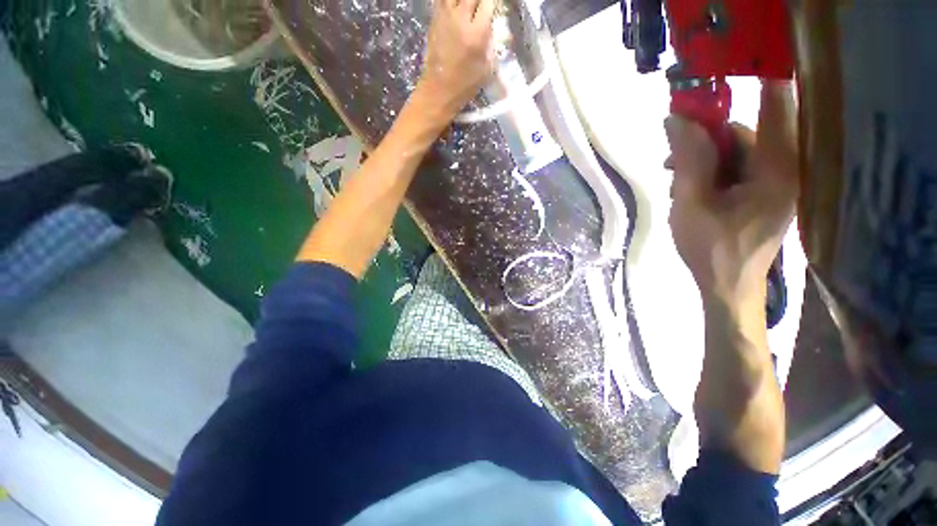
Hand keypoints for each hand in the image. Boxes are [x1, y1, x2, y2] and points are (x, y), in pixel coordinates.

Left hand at [418, 0, 496, 118]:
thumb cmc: (465, 84)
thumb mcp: (487, 68)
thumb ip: (491, 43)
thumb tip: (492, 26)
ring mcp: (445, 17)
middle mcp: (460, 19)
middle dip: (479, 0)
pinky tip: (456, 9)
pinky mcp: (434, 20)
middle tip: (482, 7)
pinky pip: (442, 1)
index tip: (494, 6)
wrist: (439, 90)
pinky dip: (450, 2)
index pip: (488, 2)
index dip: (492, 2)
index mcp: (477, 33)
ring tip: (468, 7)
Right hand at [666, 82, 798, 308]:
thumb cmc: (709, 248)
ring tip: (677, 181)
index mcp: (775, 169)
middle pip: (745, 132)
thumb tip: (675, 120)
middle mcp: (784, 169)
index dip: (753, 80)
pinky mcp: (765, 192)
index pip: (774, 106)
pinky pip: (738, 167)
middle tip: (670, 158)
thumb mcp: (690, 203)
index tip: (719, 74)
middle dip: (706, 138)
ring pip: (738, 151)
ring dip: (704, 158)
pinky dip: (712, 171)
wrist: (727, 286)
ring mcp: (776, 182)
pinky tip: (691, 189)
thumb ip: (687, 159)